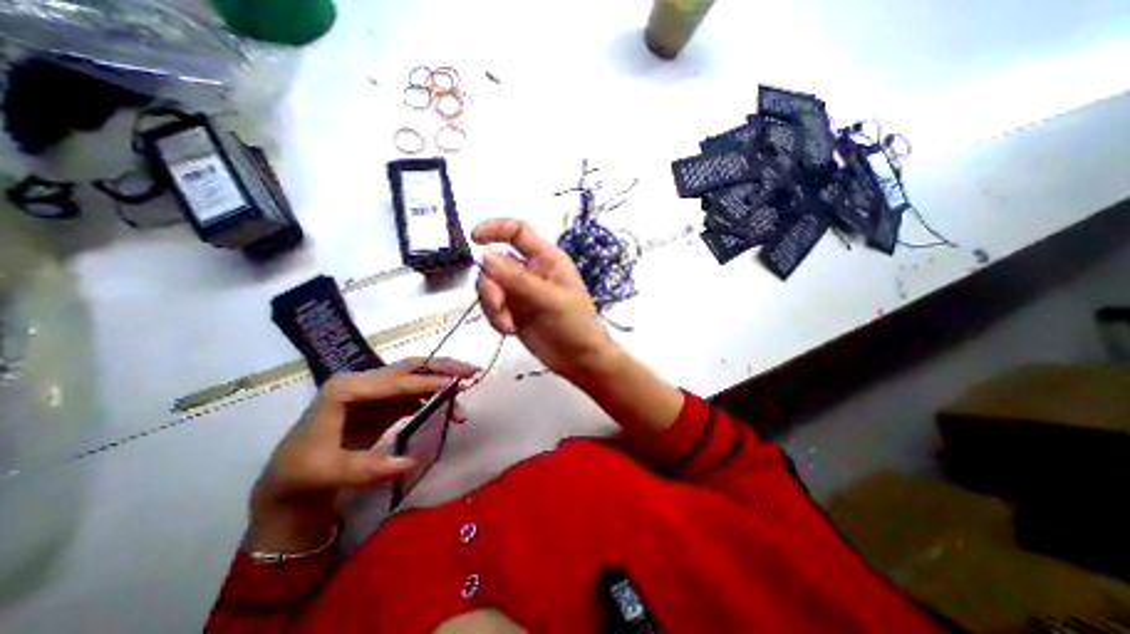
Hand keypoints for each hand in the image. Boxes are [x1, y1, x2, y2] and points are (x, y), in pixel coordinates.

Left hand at [249, 356, 474, 553]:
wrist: (291, 480)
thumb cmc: (303, 473)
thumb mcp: (328, 473)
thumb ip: (367, 468)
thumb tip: (410, 463)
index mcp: (344, 389)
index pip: (394, 382)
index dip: (426, 383)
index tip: (455, 385)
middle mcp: (361, 382)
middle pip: (409, 368)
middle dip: (442, 367)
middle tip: (471, 371)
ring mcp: (373, 391)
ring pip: (415, 377)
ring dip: (442, 380)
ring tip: (468, 383)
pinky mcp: (382, 402)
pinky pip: (414, 394)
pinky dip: (434, 397)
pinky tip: (450, 406)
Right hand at [473, 217, 622, 386]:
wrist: (579, 359)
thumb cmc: (574, 324)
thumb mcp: (548, 299)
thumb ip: (516, 279)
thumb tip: (484, 256)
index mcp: (546, 259)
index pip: (518, 233)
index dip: (495, 229)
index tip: (473, 238)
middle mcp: (530, 272)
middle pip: (495, 264)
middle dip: (491, 286)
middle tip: (499, 306)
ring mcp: (520, 292)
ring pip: (490, 287)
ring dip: (493, 306)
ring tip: (508, 325)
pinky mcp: (514, 311)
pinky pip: (492, 307)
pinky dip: (495, 318)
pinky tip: (510, 330)